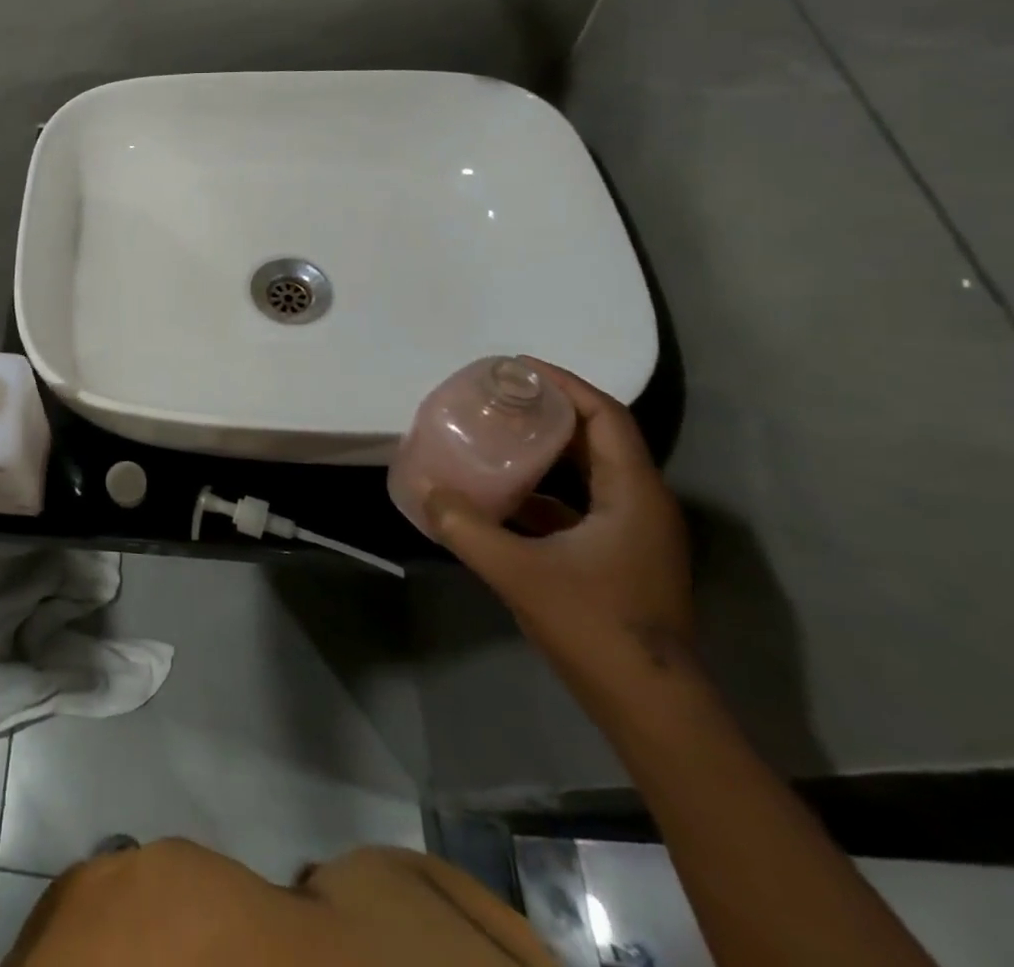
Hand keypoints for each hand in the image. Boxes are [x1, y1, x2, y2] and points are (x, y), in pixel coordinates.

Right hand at [426, 358, 698, 701]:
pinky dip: (544, 490)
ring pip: (588, 473)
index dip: (565, 385)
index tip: (518, 368)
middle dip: (549, 412)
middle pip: (598, 439)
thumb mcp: (517, 571)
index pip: (605, 417)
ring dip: (546, 451)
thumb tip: (425, 490)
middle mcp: (641, 505)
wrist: (651, 707)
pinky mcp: (620, 558)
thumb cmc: (594, 626)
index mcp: (633, 495)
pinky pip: (580, 504)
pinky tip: (501, 496)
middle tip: (498, 397)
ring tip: (495, 435)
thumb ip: (465, 527)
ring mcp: (633, 534)